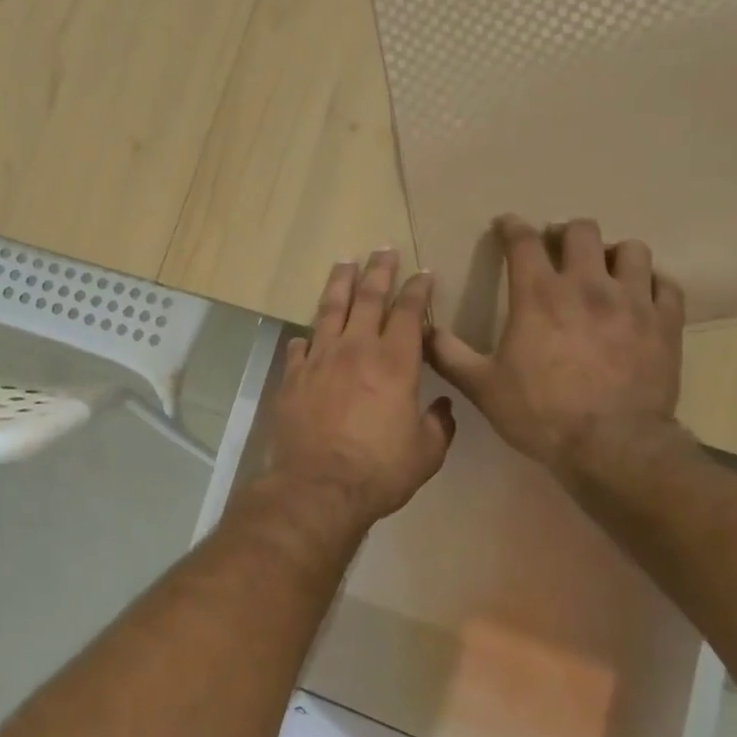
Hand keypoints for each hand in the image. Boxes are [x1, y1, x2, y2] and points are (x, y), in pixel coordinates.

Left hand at [266, 250, 455, 528]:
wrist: (319, 486)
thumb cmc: (379, 470)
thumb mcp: (426, 453)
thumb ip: (439, 425)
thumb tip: (443, 407)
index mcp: (395, 362)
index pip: (408, 313)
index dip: (417, 290)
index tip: (423, 273)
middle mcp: (356, 349)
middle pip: (368, 297)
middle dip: (379, 271)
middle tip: (383, 249)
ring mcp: (320, 359)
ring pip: (330, 309)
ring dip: (340, 283)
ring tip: (344, 262)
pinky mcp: (293, 376)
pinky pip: (300, 347)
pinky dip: (307, 337)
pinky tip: (307, 334)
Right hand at [429, 216, 685, 477]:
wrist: (613, 447)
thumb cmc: (541, 413)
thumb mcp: (482, 386)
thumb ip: (448, 354)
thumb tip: (422, 329)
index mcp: (538, 294)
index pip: (523, 241)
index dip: (512, 226)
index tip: (506, 224)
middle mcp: (587, 285)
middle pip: (582, 231)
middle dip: (565, 233)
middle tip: (558, 249)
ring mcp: (632, 301)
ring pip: (631, 250)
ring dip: (614, 254)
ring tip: (605, 270)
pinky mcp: (665, 323)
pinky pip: (666, 284)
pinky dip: (652, 283)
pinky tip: (642, 295)